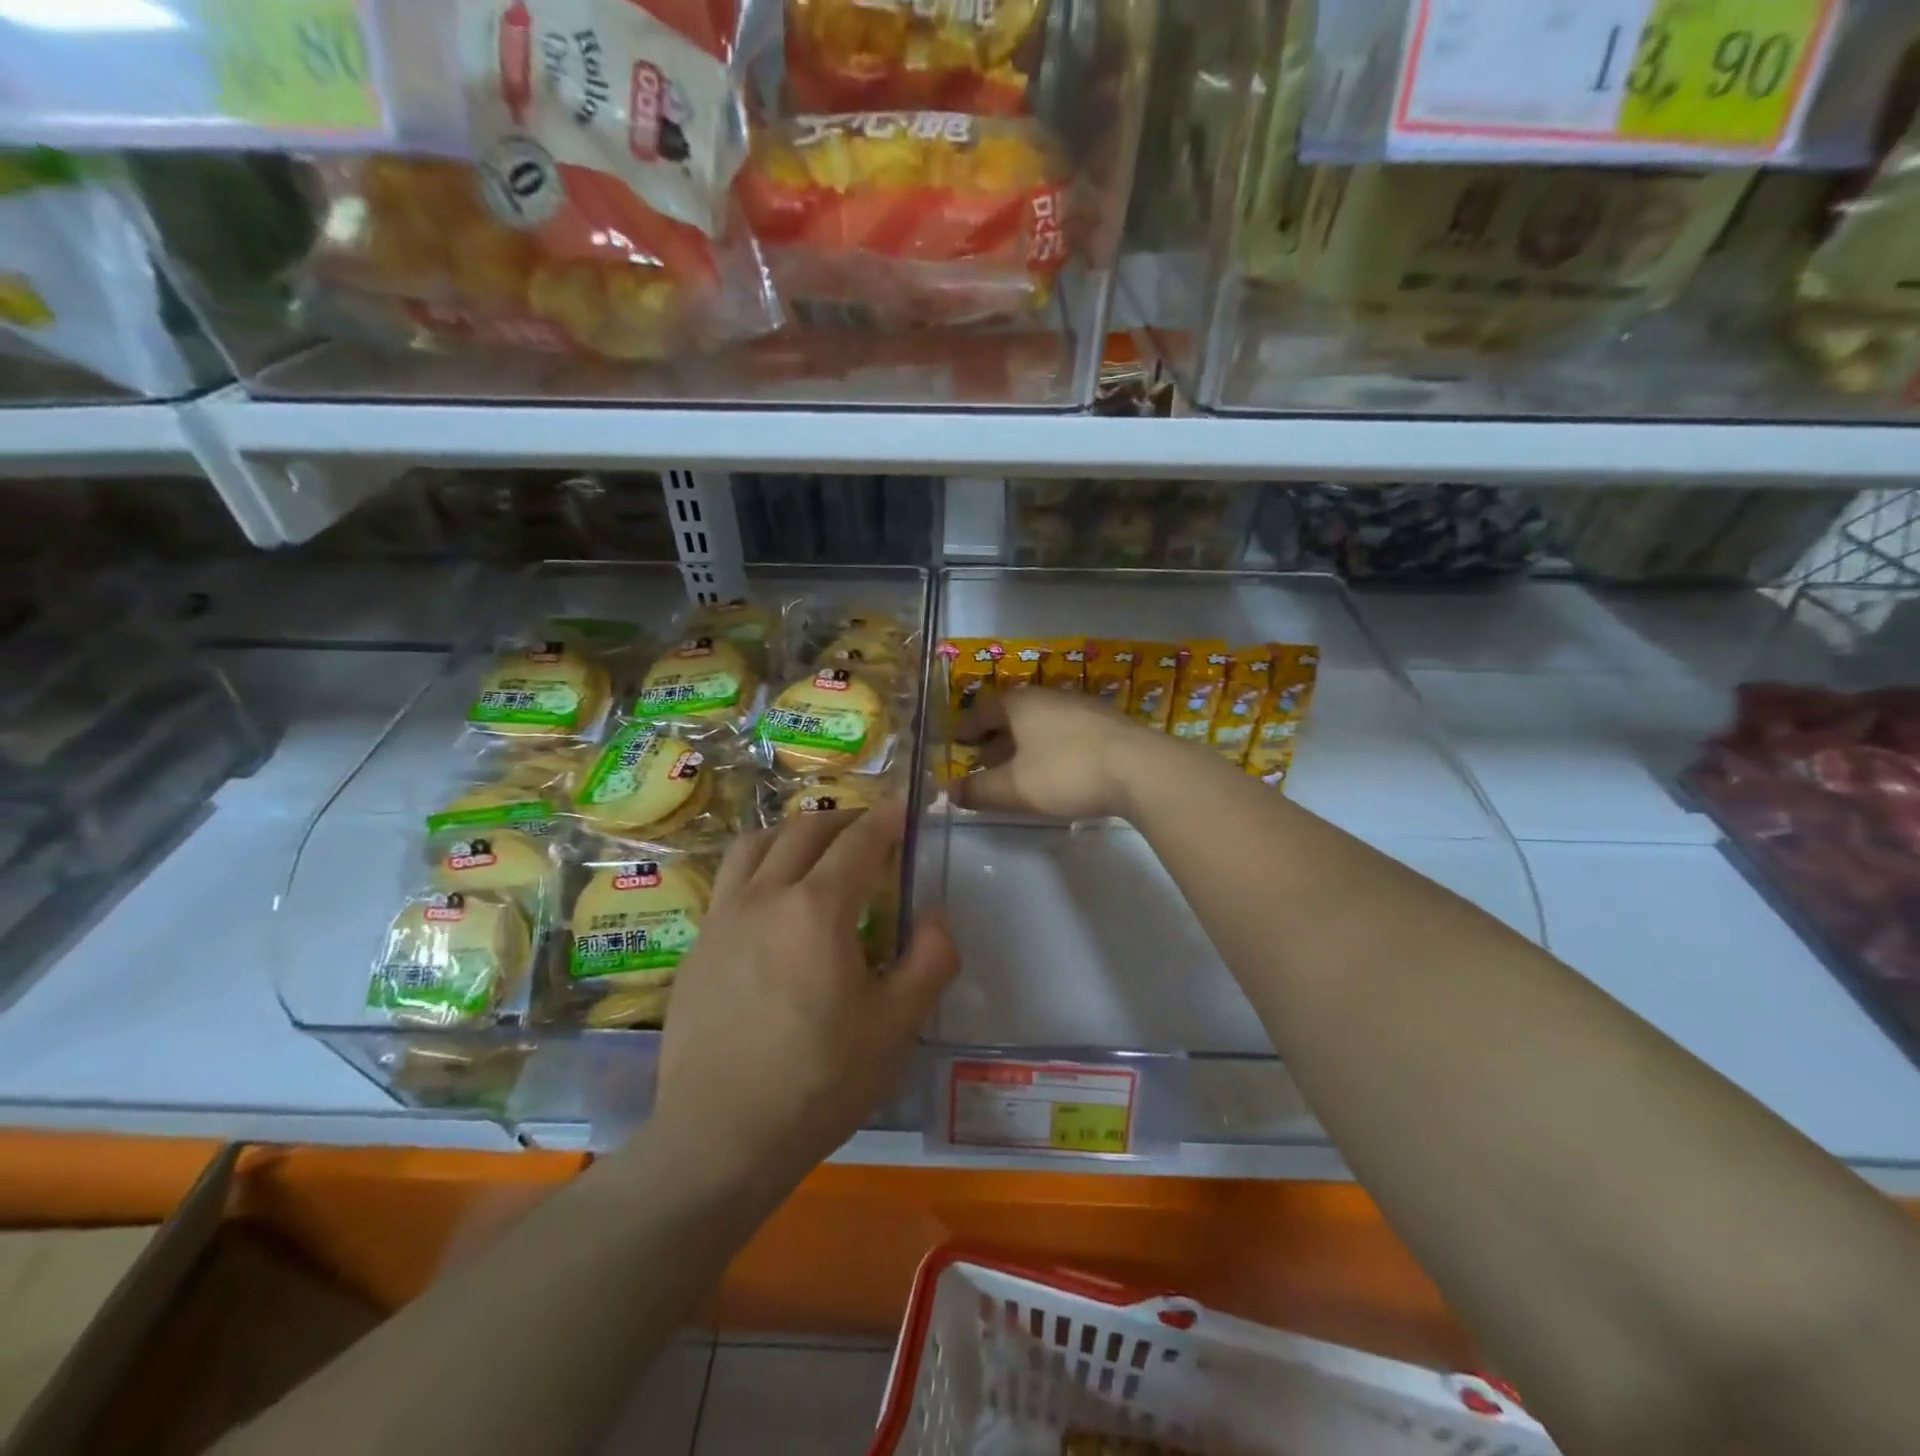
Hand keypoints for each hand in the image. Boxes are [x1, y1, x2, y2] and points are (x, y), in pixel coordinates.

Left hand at [652, 802, 957, 1187]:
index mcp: (817, 908)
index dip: (887, 818)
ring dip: (793, 834)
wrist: (719, 1138)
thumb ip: (930, 959)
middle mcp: (764, 896)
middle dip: (844, 820)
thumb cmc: (819, 1082)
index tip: (905, 805)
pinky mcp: (696, 947)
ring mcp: (721, 918)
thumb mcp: (897, 1026)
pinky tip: (772, 905)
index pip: (859, 840)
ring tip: (815, 851)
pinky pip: (729, 882)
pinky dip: (760, 868)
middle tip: (871, 832)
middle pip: (805, 830)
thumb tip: (933, 916)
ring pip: (755, 844)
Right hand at [954, 689, 1166, 820]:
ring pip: (1040, 724)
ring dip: (1023, 744)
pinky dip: (1049, 748)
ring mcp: (1082, 707)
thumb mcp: (1014, 788)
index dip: (965, 729)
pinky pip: (1065, 732)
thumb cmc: (1066, 772)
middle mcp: (1049, 697)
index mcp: (1020, 703)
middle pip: (1012, 715)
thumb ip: (978, 790)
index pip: (982, 711)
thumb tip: (950, 791)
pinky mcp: (1107, 725)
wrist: (1141, 769)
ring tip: (1017, 769)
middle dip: (994, 738)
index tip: (955, 744)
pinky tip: (1055, 770)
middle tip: (982, 761)